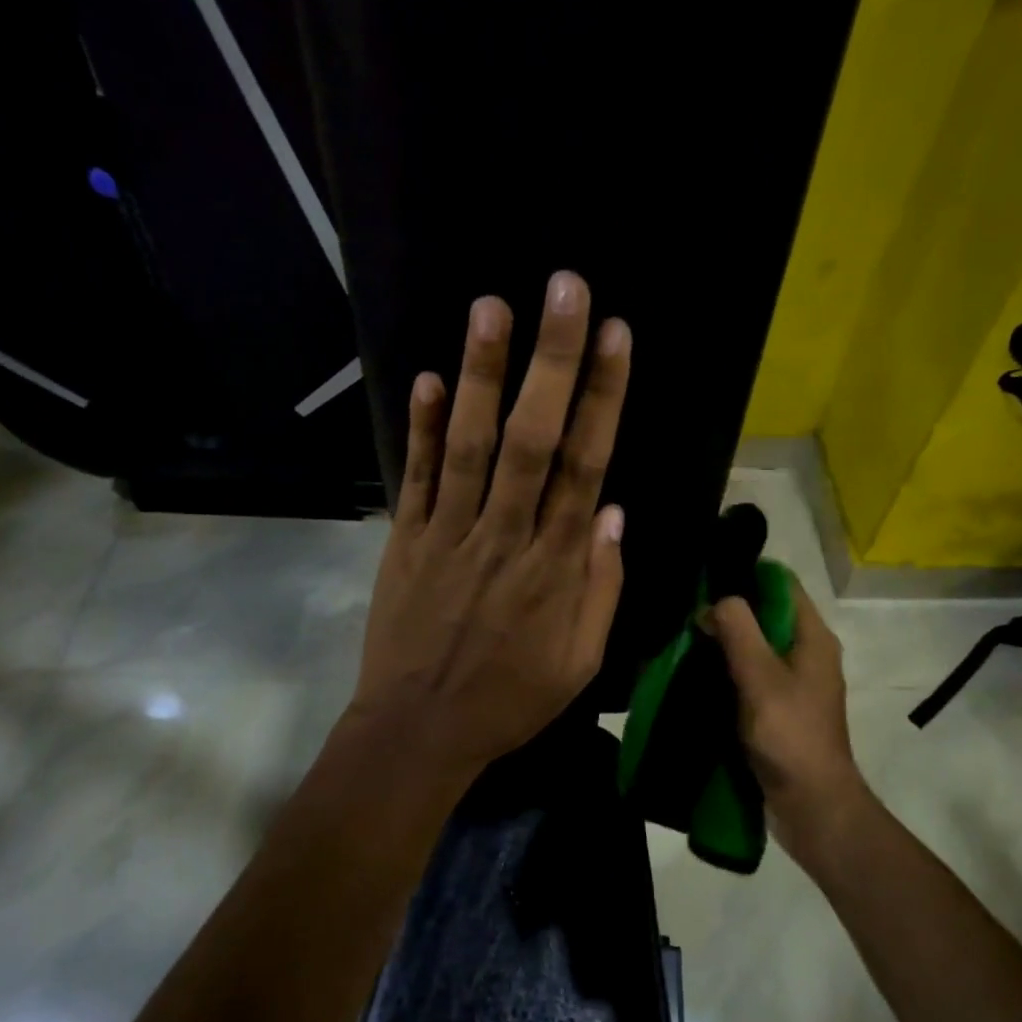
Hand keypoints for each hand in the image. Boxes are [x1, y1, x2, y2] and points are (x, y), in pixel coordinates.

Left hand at [349, 270, 631, 782]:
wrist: (419, 732)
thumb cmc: (510, 699)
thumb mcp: (581, 662)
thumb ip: (601, 586)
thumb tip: (614, 512)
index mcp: (555, 567)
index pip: (586, 466)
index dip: (603, 398)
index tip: (616, 337)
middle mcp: (505, 536)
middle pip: (533, 440)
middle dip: (552, 361)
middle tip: (564, 289)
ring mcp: (449, 535)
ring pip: (472, 446)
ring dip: (483, 375)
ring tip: (492, 307)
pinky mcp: (406, 542)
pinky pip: (416, 478)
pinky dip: (422, 428)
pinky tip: (428, 378)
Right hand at [708, 583, 870, 868]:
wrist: (811, 805)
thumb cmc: (790, 735)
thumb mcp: (760, 676)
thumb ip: (737, 630)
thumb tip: (715, 602)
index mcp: (812, 637)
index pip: (781, 583)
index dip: (746, 573)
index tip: (705, 574)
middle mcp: (806, 652)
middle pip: (765, 613)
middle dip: (727, 609)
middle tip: (684, 607)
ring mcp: (792, 682)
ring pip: (754, 644)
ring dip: (723, 640)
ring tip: (682, 634)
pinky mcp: (777, 707)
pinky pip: (749, 674)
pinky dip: (725, 668)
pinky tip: (694, 669)